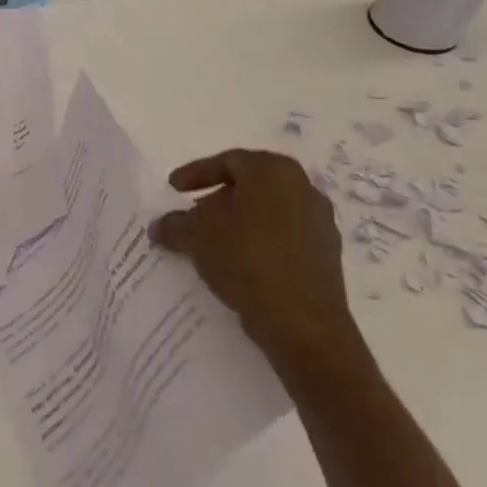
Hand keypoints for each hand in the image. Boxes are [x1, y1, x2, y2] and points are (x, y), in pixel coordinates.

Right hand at [149, 149, 362, 380]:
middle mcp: (304, 189)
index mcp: (274, 171)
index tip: (173, 190)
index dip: (195, 173)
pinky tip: (234, 267)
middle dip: (216, 201)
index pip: (228, 161)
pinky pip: (281, 241)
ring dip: (236, 226)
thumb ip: (174, 223)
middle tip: (190, 218)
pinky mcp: (326, 258)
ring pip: (267, 215)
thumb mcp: (196, 236)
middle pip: (250, 187)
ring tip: (208, 246)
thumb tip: (160, 226)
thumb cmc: (247, 260)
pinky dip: (256, 246)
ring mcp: (320, 225)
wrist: (303, 324)